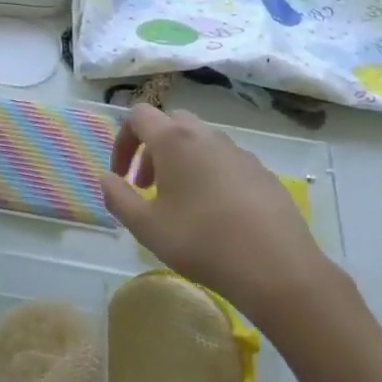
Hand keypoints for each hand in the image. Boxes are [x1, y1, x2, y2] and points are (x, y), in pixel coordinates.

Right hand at [101, 105, 336, 322]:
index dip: (122, 141)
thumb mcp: (145, 226)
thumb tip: (106, 178)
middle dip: (152, 149)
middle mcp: (207, 136)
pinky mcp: (262, 172)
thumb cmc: (200, 241)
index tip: (121, 175)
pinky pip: (226, 161)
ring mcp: (239, 152)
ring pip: (200, 142)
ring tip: (179, 203)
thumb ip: (118, 197)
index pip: (138, 115)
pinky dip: (209, 174)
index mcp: (175, 141)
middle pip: (171, 123)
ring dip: (180, 162)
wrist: (274, 266)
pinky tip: (214, 214)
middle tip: (147, 186)